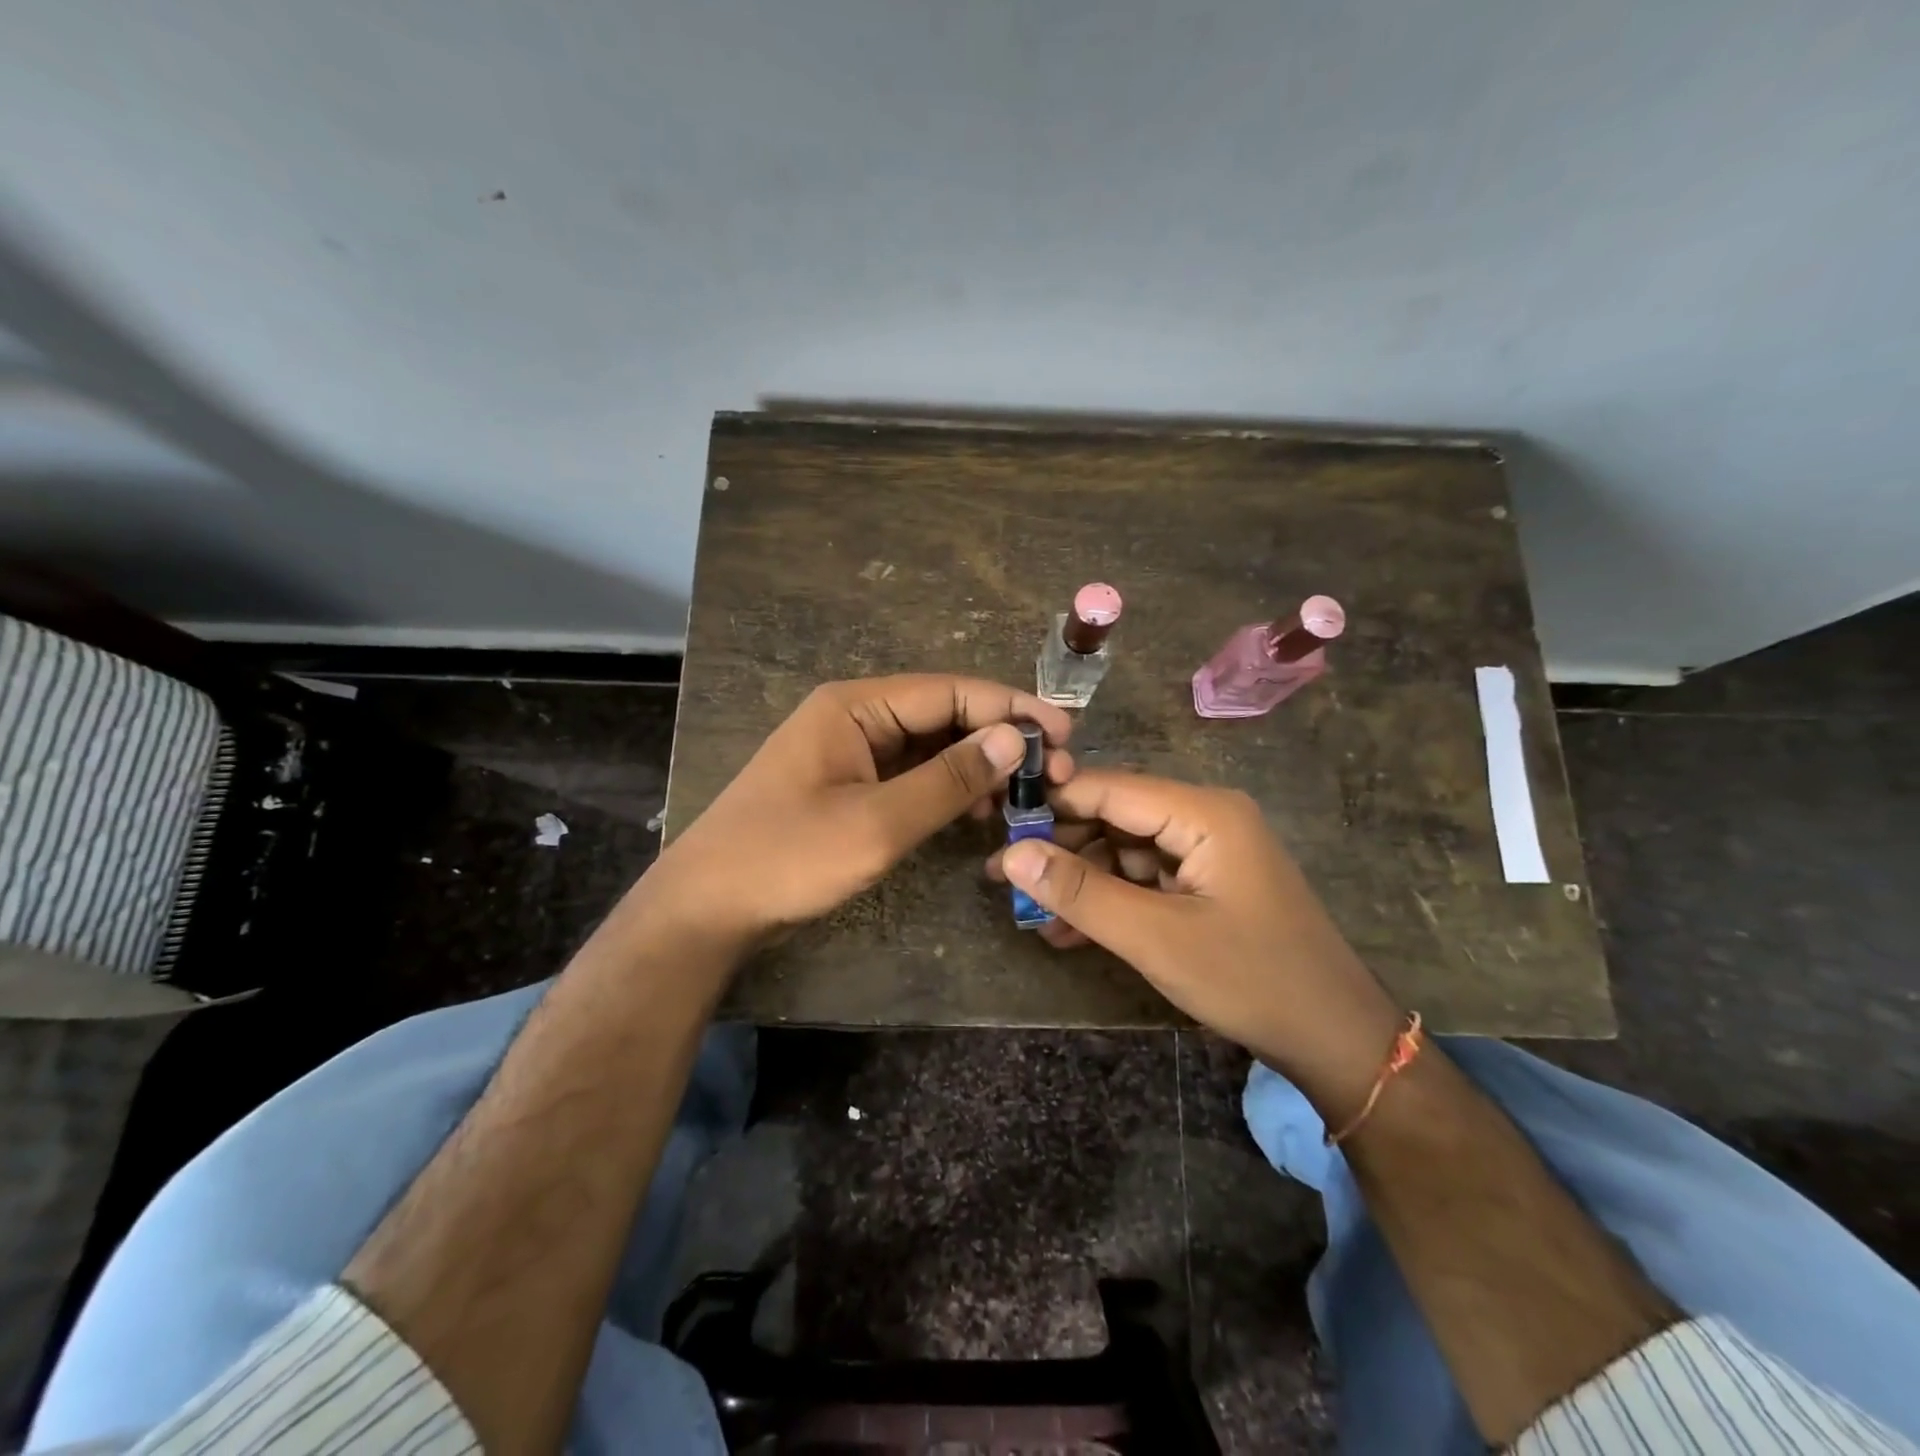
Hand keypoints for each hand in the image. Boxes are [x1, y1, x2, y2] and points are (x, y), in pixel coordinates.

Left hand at [650, 675, 1071, 952]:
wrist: (708, 907)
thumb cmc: (788, 857)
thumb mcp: (877, 823)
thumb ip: (949, 779)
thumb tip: (1013, 738)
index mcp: (856, 706)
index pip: (949, 692)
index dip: (1010, 709)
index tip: (1063, 734)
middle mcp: (856, 717)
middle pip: (943, 715)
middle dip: (999, 740)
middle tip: (1055, 773)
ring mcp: (852, 752)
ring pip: (931, 747)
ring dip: (979, 767)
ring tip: (1027, 795)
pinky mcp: (850, 786)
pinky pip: (912, 775)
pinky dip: (949, 789)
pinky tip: (982, 810)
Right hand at [987, 770, 1402, 1115]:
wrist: (1335, 1040)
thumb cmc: (1250, 979)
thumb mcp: (1156, 937)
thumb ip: (1081, 892)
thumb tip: (1011, 854)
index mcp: (1203, 812)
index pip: (1109, 787)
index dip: (1051, 803)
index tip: (996, 828)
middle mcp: (1205, 818)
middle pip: (1115, 816)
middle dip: (1061, 848)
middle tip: (1005, 878)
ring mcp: (1207, 852)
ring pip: (1124, 850)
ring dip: (1081, 882)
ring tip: (1030, 914)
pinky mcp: (1206, 884)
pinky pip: (1144, 879)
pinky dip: (1109, 902)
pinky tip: (1068, 931)